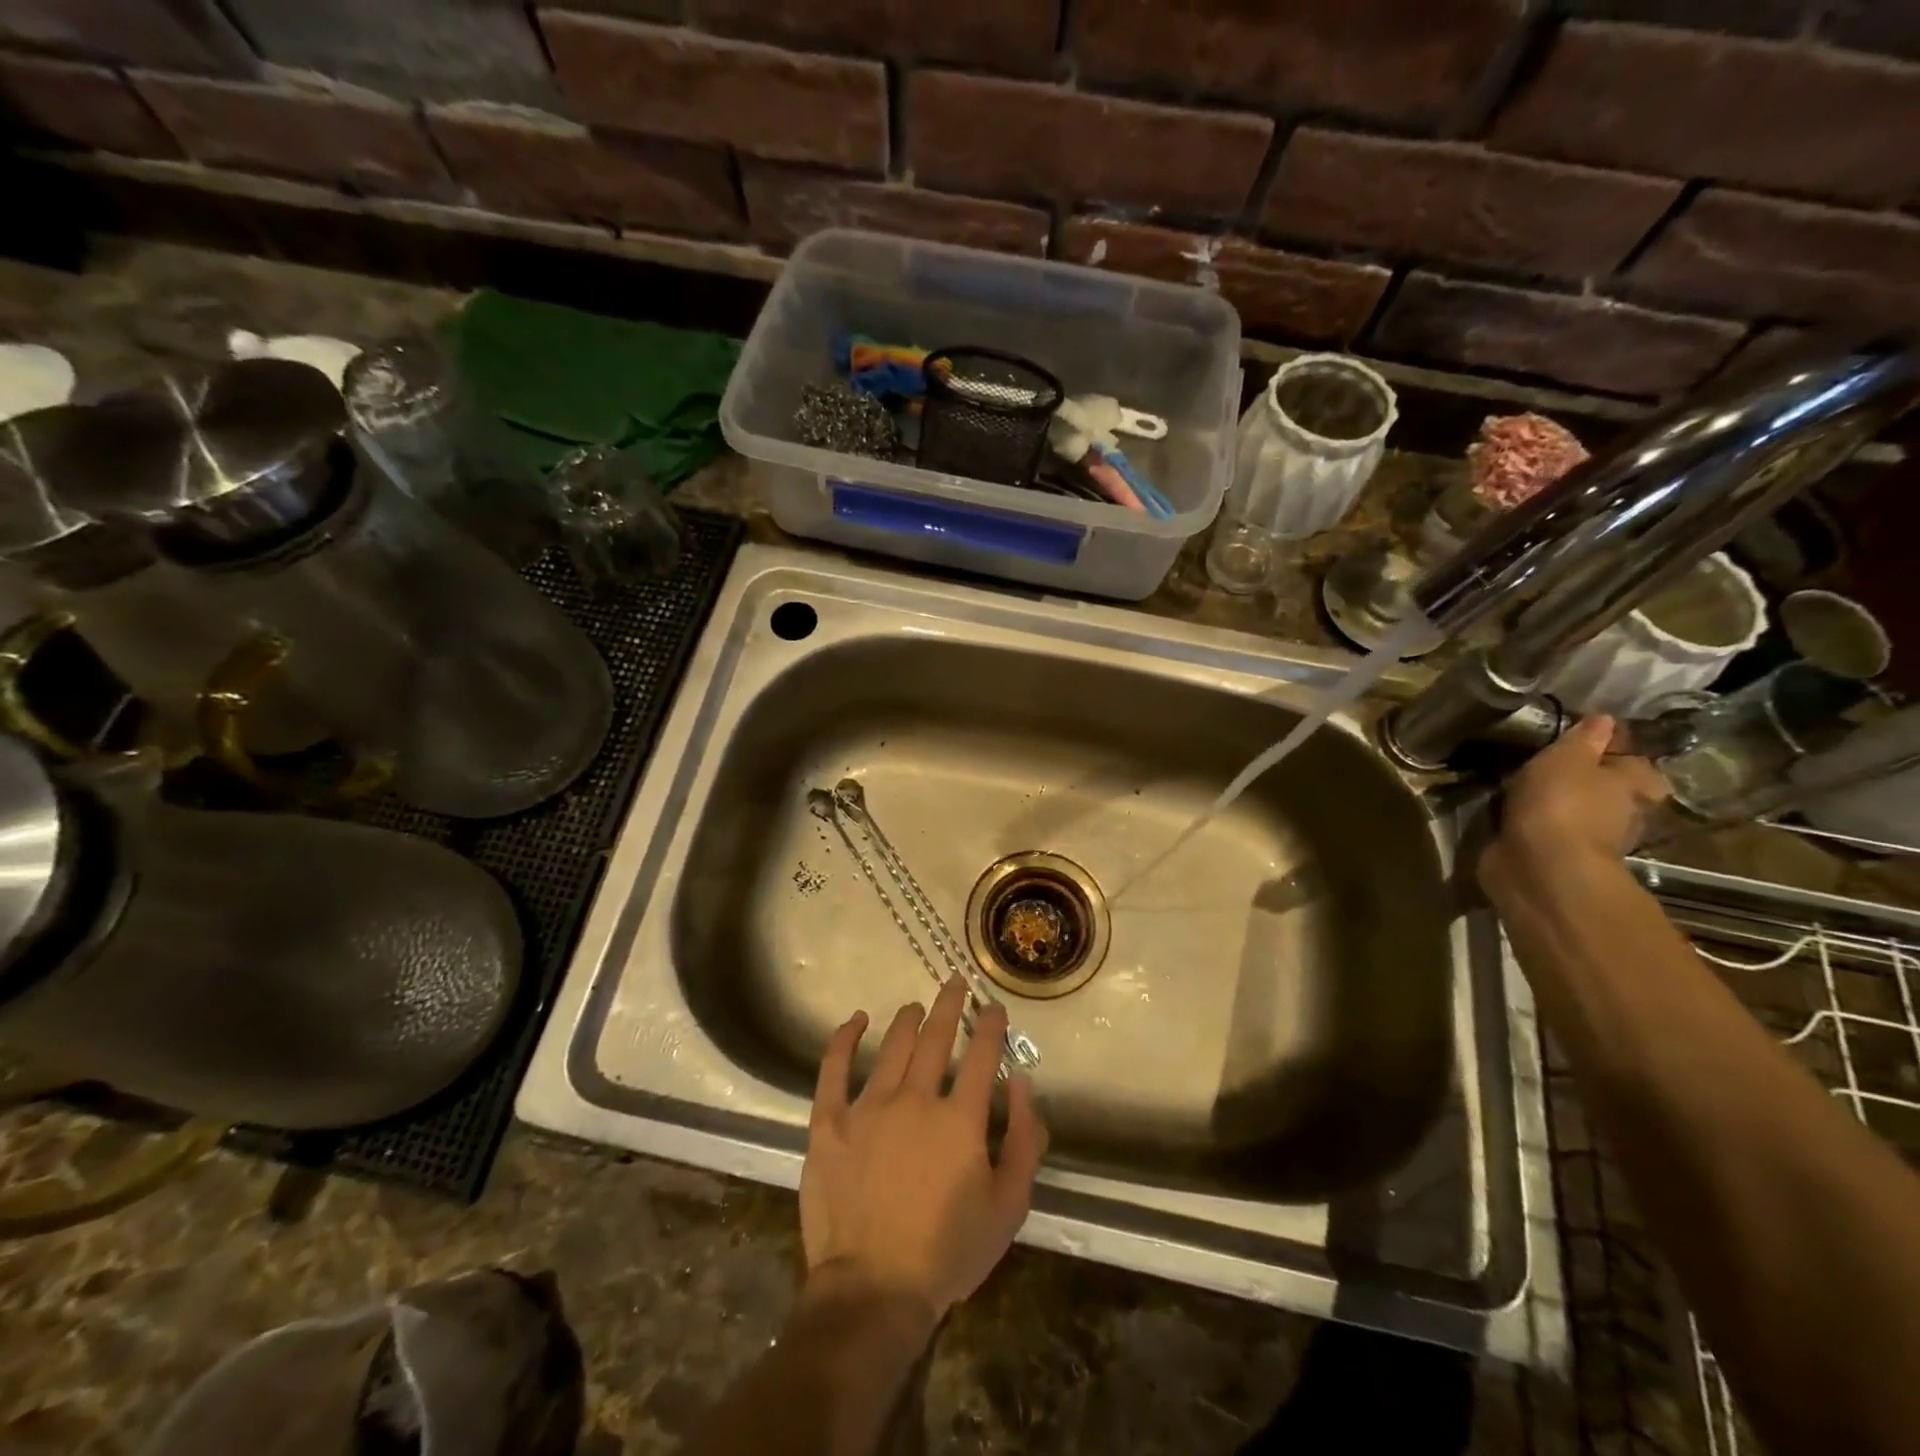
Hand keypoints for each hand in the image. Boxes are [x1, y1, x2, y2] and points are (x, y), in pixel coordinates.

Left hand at [800, 978, 1048, 1321]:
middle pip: (935, 1038)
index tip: (994, 1007)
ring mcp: (867, 1107)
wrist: (874, 1290)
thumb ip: (1023, 1139)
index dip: (991, 1026)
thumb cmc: (948, 1252)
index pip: (980, 1055)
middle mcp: (914, 1099)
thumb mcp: (1009, 1205)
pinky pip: (834, 1070)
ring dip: (906, 1020)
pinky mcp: (829, 1124)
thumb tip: (1020, 1081)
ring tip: (914, 1006)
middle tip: (955, 982)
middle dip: (949, 1005)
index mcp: (959, 1118)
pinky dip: (844, 1040)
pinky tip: (855, 1020)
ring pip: (891, 1047)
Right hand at [1482, 714, 1671, 891]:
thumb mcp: (1568, 758)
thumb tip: (1604, 718)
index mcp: (1635, 783)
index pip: (1630, 757)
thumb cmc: (1561, 804)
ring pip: (1571, 808)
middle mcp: (1621, 811)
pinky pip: (1543, 829)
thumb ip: (1584, 738)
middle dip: (1578, 776)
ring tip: (1516, 782)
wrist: (1540, 867)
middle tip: (1541, 760)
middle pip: (1602, 786)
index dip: (1607, 747)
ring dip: (1551, 800)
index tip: (1575, 739)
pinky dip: (1530, 820)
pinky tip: (1506, 810)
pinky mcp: (1554, 854)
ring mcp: (1587, 836)